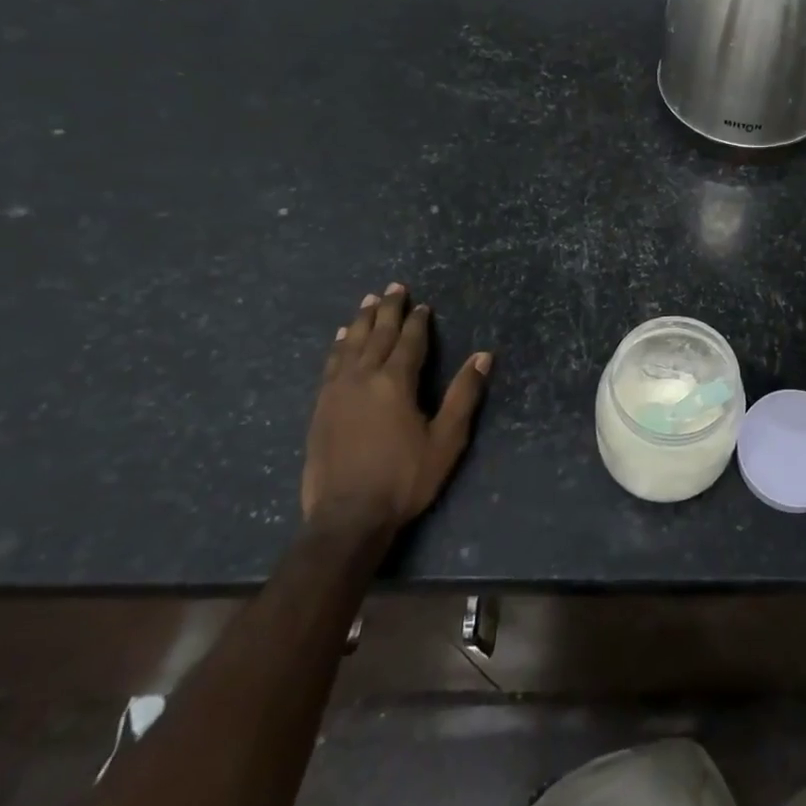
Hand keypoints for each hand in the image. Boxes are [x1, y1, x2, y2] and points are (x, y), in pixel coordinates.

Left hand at [302, 283, 490, 537]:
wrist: (346, 518)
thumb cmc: (404, 478)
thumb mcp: (446, 439)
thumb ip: (464, 394)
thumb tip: (484, 355)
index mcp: (395, 382)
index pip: (410, 342)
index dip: (418, 322)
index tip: (423, 304)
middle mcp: (363, 378)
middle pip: (377, 335)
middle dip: (388, 310)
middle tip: (394, 287)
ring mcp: (336, 392)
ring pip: (350, 345)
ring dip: (361, 321)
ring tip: (368, 301)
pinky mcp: (320, 408)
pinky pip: (330, 365)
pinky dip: (338, 346)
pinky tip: (339, 339)